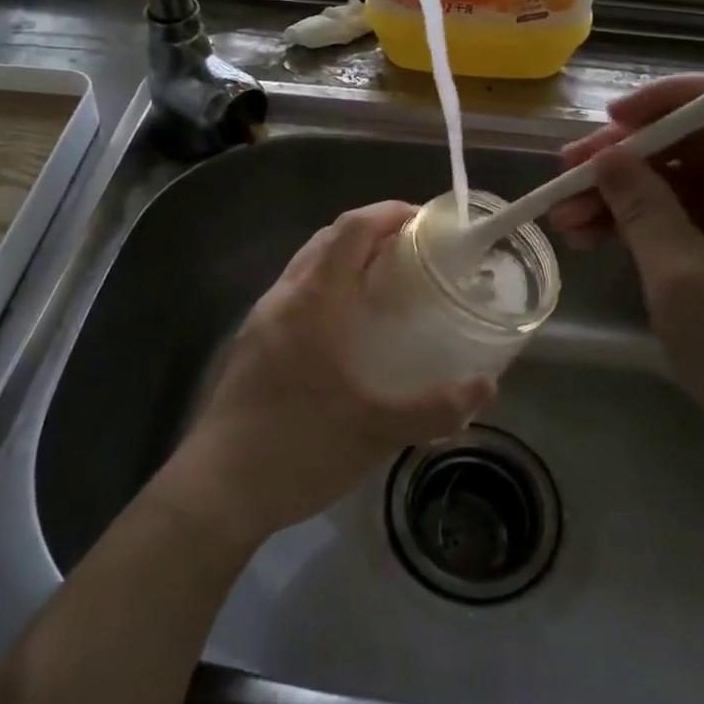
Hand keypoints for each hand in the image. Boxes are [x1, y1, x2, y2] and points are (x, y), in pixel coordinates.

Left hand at [160, 202, 494, 545]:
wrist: (217, 490)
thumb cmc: (299, 446)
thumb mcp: (377, 431)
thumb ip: (436, 408)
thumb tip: (486, 387)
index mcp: (313, 299)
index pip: (351, 228)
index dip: (388, 213)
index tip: (424, 222)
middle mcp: (284, 297)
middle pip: (328, 238)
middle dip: (371, 232)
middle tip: (413, 253)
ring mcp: (262, 319)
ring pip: (308, 265)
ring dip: (346, 259)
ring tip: (386, 285)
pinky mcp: (253, 344)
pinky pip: (296, 294)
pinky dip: (328, 287)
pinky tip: (348, 329)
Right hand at [550, 77, 703, 483]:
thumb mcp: (679, 274)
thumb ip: (641, 205)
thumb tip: (606, 155)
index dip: (666, 101)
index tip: (610, 120)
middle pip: (691, 147)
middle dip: (624, 157)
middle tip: (566, 173)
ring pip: (677, 187)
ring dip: (619, 196)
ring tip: (563, 217)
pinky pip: (681, 222)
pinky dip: (637, 226)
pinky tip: (590, 239)